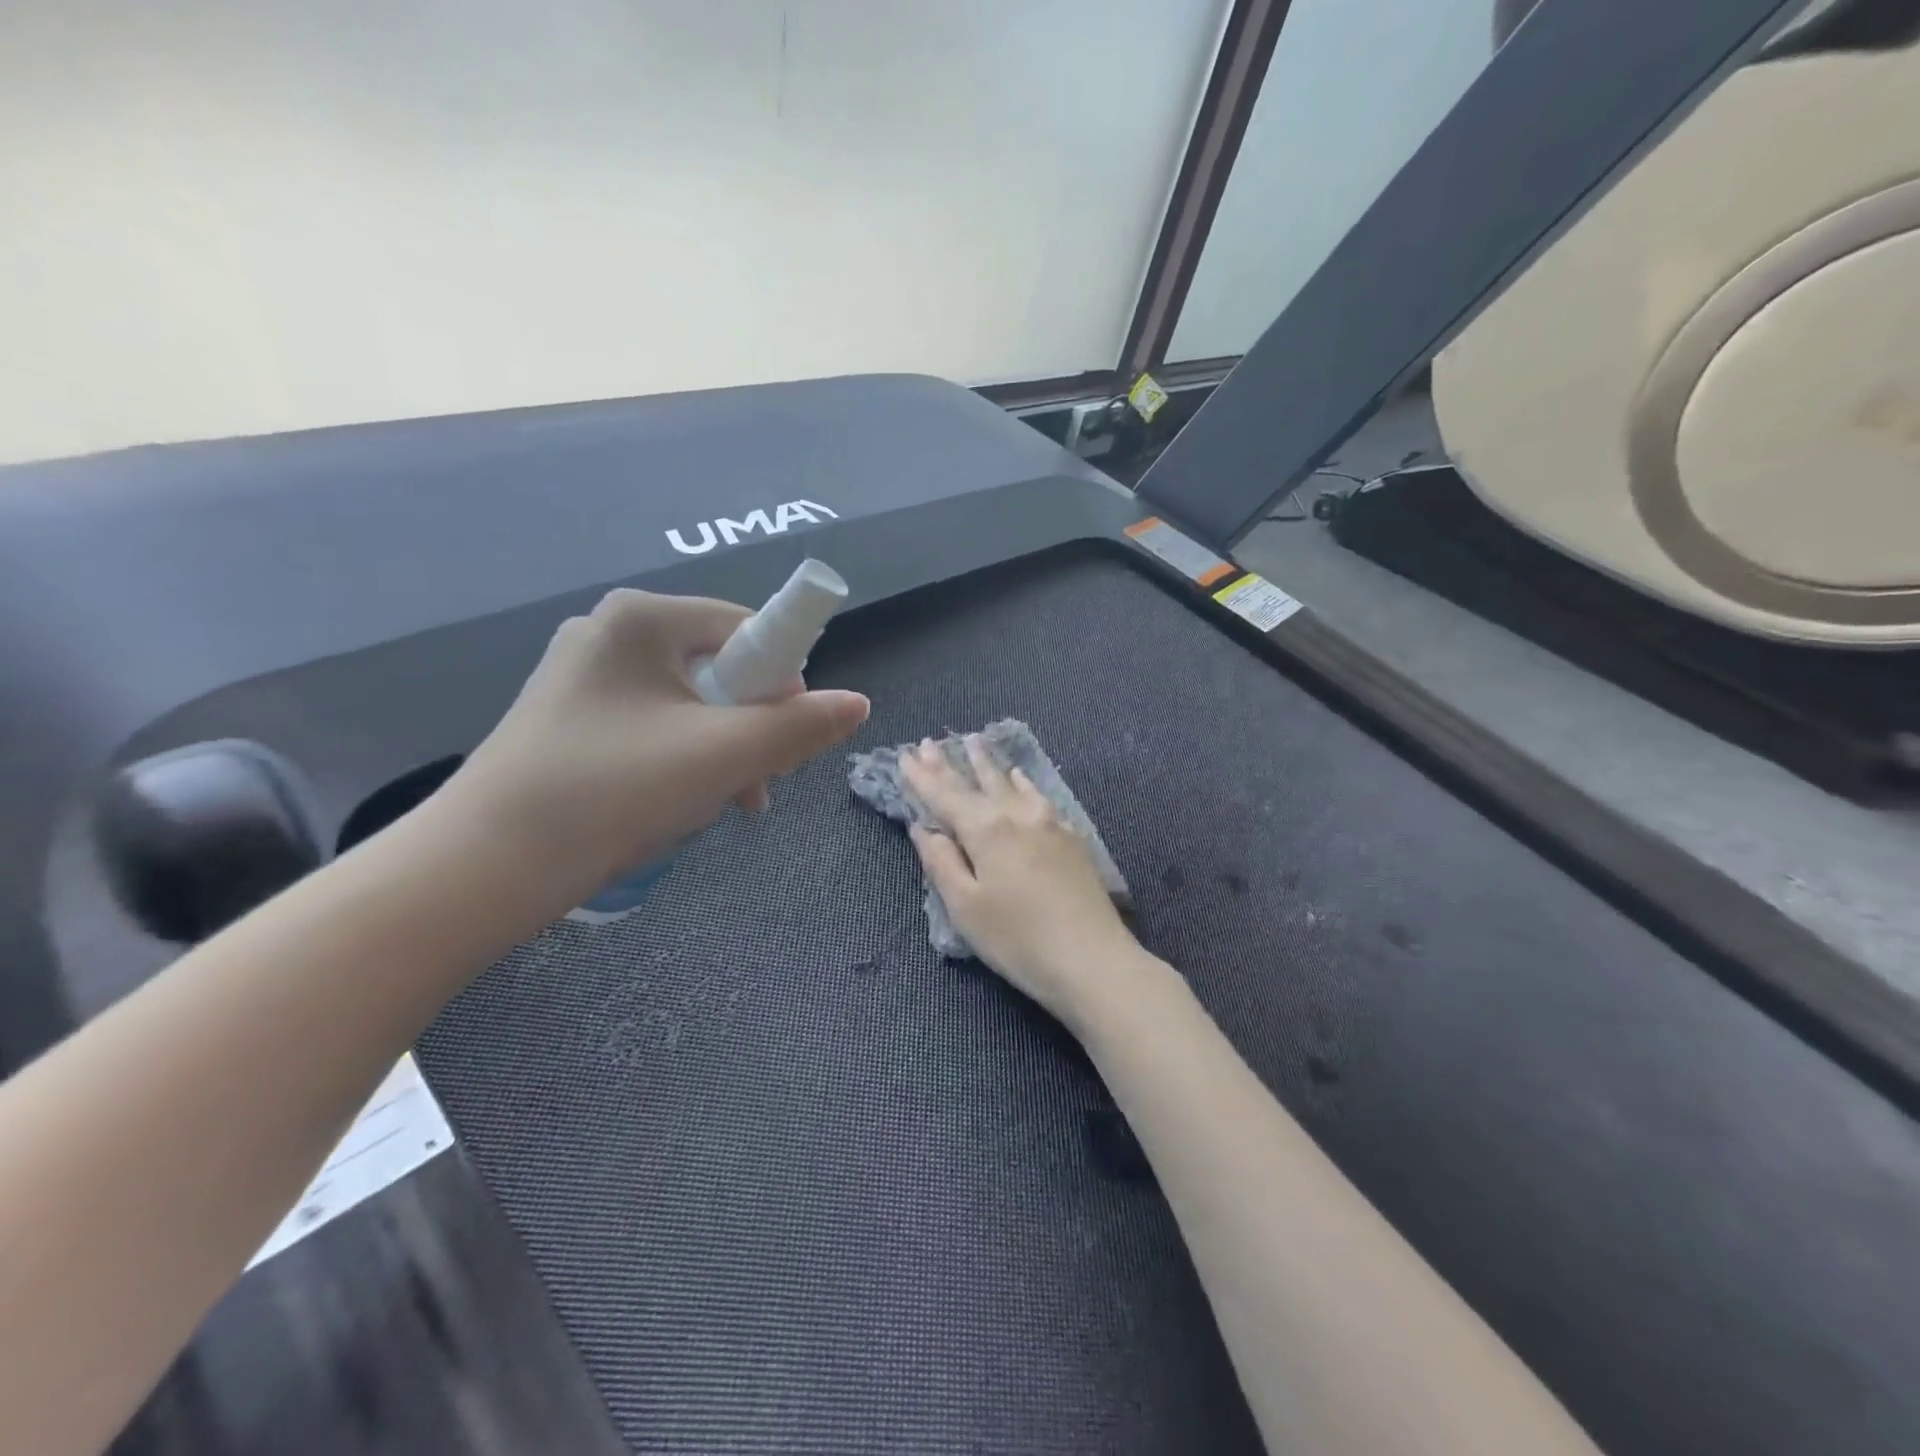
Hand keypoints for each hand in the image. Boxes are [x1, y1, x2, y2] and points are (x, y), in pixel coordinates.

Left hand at [444, 588, 868, 911]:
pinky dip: (680, 761)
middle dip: (752, 728)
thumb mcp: (723, 756)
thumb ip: (799, 726)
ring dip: (722, 752)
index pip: (748, 628)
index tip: (790, 739)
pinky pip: (653, 727)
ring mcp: (584, 677)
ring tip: (724, 805)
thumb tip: (859, 704)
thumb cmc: (611, 791)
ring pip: (689, 705)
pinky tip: (679, 806)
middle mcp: (610, 633)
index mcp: (642, 618)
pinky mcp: (569, 720)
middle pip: (721, 669)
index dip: (784, 682)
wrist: (481, 869)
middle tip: (757, 784)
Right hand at [902, 736, 1138, 1024]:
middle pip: (977, 782)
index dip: (922, 776)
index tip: (905, 754)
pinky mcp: (1070, 836)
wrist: (1093, 960)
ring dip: (987, 764)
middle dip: (951, 763)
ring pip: (1010, 783)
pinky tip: (1019, 776)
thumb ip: (941, 862)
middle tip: (931, 742)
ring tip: (974, 742)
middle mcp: (1017, 814)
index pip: (945, 795)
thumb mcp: (965, 907)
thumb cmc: (1018, 940)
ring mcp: (1049, 822)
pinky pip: (1037, 795)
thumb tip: (924, 828)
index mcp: (985, 829)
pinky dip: (1021, 782)